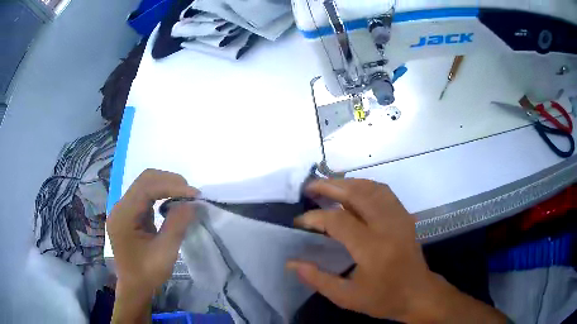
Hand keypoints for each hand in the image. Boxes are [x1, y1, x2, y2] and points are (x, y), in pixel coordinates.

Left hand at [107, 169, 197, 321]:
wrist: (135, 287)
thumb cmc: (148, 274)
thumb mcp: (165, 252)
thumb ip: (177, 224)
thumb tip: (192, 202)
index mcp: (123, 216)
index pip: (146, 188)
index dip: (171, 186)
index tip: (194, 194)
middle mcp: (120, 207)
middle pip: (144, 180)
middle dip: (169, 181)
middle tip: (191, 193)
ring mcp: (123, 209)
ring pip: (145, 185)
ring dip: (166, 186)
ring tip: (185, 196)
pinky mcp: (129, 213)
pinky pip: (145, 195)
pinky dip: (161, 194)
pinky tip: (172, 202)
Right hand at [287, 179, 505, 322]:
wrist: (420, 294)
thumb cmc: (384, 301)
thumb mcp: (347, 298)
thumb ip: (318, 279)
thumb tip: (292, 262)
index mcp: (371, 248)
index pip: (336, 222)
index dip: (314, 217)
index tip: (299, 219)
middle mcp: (386, 226)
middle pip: (356, 194)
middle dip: (330, 186)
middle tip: (310, 185)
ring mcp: (399, 218)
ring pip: (373, 188)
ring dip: (349, 182)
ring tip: (329, 182)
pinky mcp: (406, 217)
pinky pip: (385, 192)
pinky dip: (367, 185)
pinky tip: (356, 188)